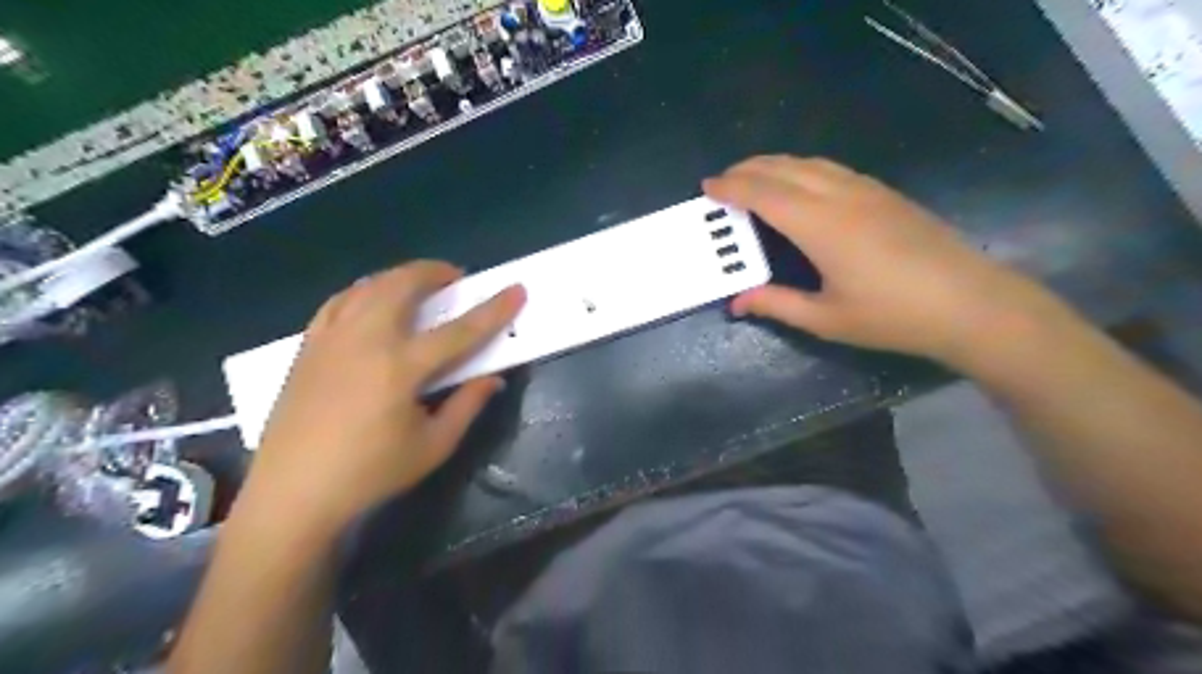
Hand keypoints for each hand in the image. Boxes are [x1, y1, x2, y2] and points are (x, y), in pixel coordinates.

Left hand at [240, 261, 523, 534]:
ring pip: (368, 287)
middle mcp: (365, 341)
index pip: (459, 331)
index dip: (493, 310)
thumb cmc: (369, 474)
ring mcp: (332, 339)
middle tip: (455, 278)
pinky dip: (363, 292)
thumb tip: (494, 379)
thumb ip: (467, 406)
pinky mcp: (308, 347)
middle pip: (402, 286)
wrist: (291, 493)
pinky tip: (372, 301)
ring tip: (418, 285)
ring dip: (399, 277)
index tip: (516, 289)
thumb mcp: (432, 446)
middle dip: (434, 272)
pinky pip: (339, 303)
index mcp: (400, 368)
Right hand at [706, 155, 1059, 364]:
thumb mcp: (826, 319)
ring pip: (810, 163)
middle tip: (722, 179)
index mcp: (821, 225)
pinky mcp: (885, 194)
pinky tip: (800, 183)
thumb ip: (777, 304)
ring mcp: (867, 190)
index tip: (707, 186)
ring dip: (775, 164)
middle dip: (748, 169)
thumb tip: (737, 302)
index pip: (765, 194)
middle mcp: (840, 196)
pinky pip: (832, 169)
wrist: (970, 303)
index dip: (733, 187)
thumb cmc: (893, 316)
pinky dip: (802, 168)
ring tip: (753, 176)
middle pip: (785, 169)